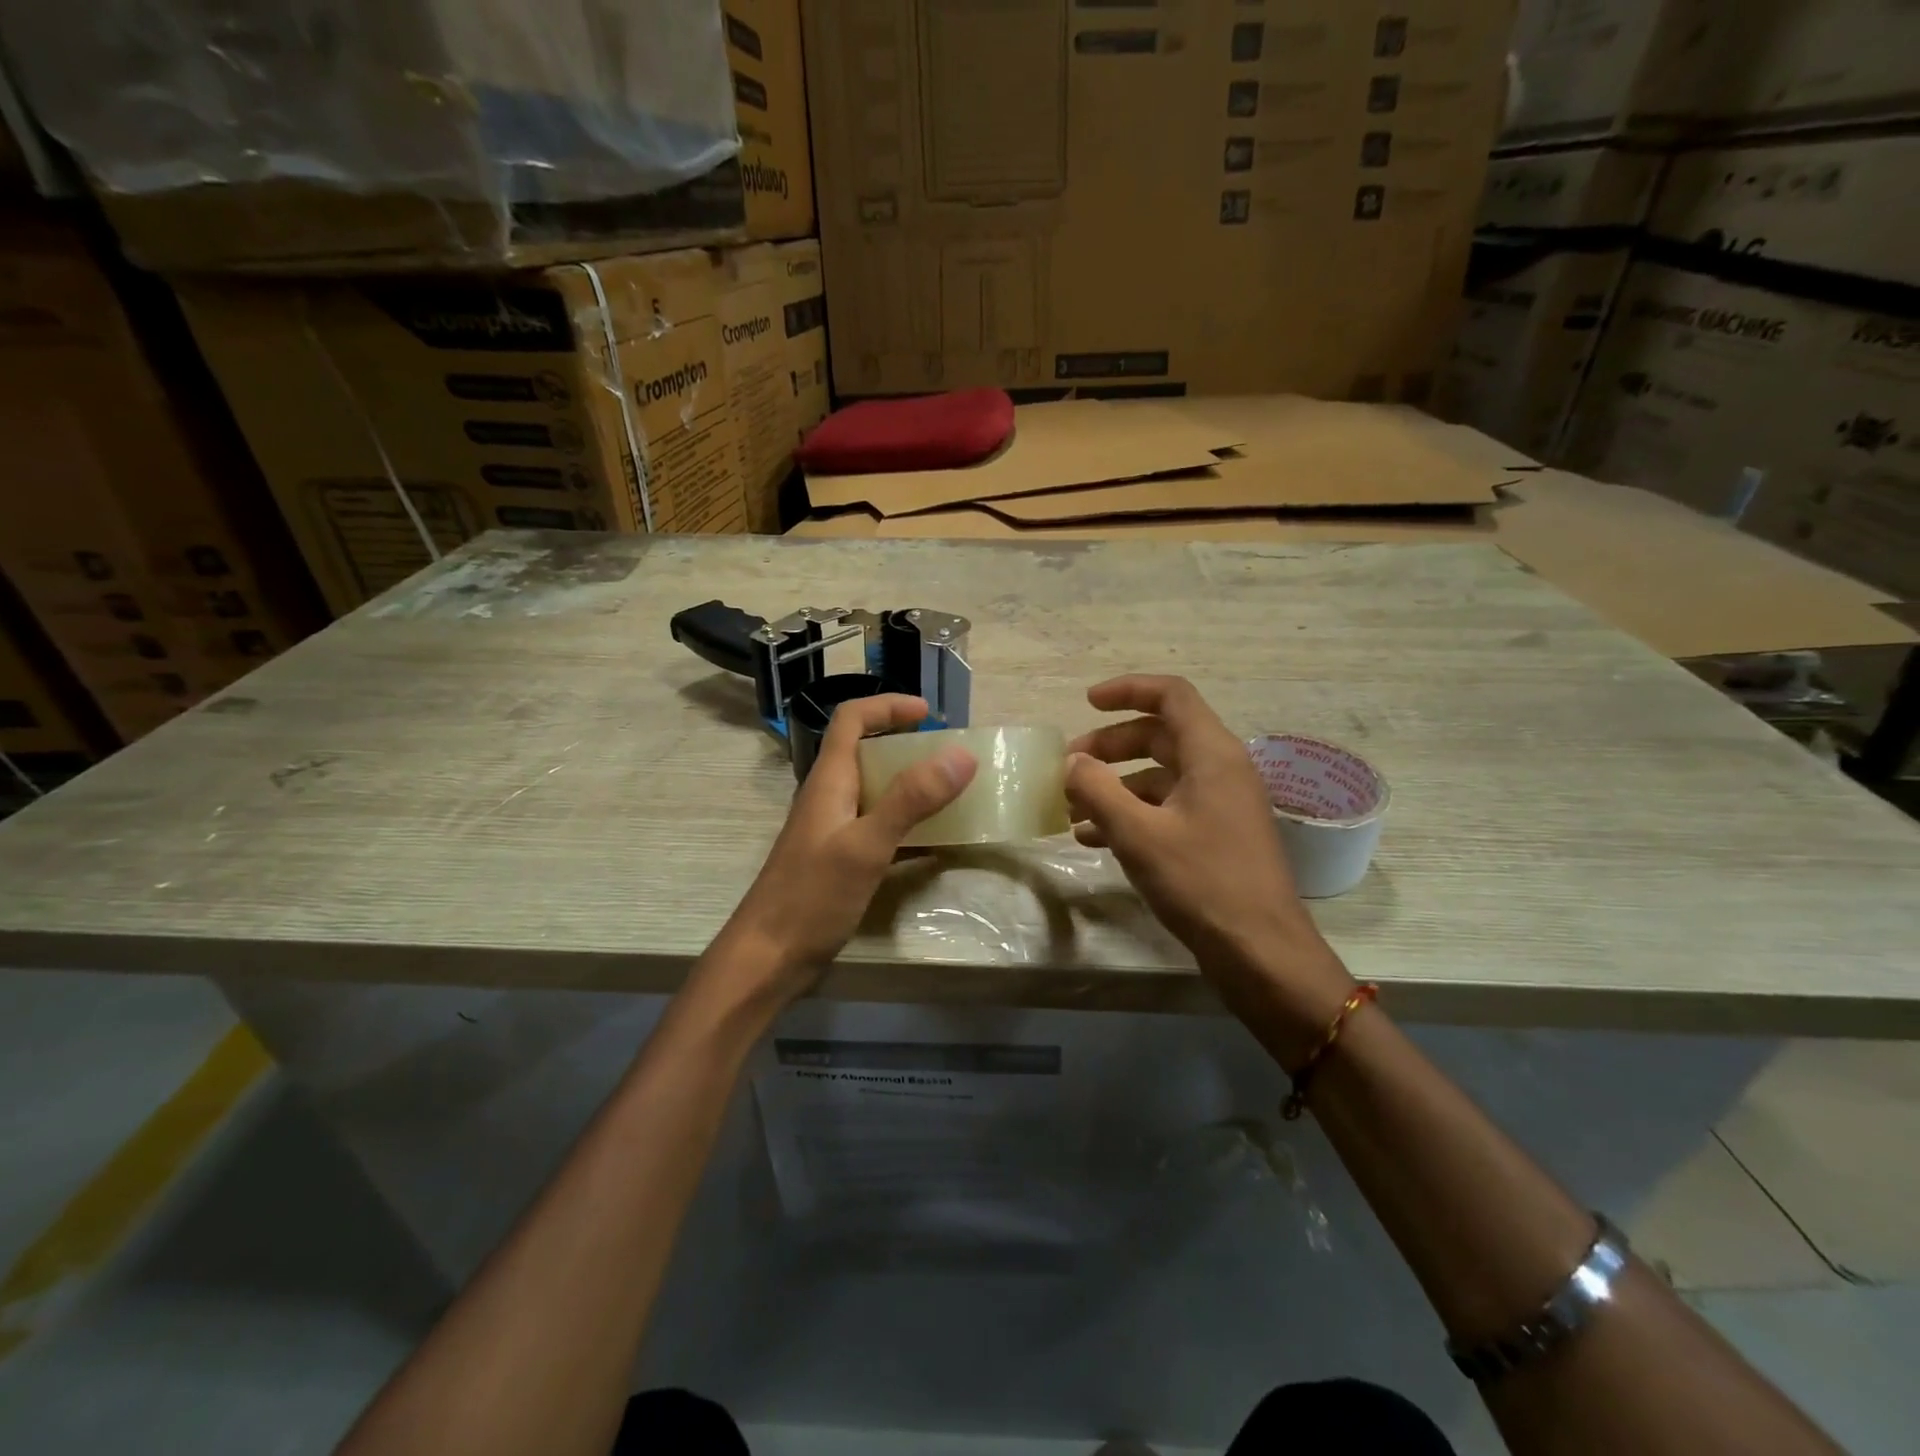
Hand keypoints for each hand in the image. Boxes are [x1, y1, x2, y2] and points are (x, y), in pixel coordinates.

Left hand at [714, 694, 977, 1005]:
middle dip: (907, 745)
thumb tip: (961, 754)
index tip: (929, 713)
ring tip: (951, 793)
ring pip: (875, 791)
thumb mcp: (866, 845)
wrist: (767, 959)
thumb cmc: (811, 896)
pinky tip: (935, 843)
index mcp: (829, 781)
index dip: (887, 706)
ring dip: (910, 785)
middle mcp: (830, 797)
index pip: (852, 720)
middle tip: (950, 756)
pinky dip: (907, 826)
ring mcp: (833, 831)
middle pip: (866, 752)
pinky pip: (879, 828)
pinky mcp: (840, 861)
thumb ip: (911, 799)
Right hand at [1066, 675, 1354, 1064]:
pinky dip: (1131, 814)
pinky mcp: (1217, 837)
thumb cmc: (1202, 883)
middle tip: (1069, 767)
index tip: (1086, 703)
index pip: (1171, 696)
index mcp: (1212, 755)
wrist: (1262, 953)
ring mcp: (1222, 805)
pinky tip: (1094, 839)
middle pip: (1160, 736)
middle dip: (1110, 746)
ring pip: (1160, 776)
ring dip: (1115, 785)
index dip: (1127, 689)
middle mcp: (1221, 770)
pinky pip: (1168, 809)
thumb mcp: (1139, 834)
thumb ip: (1098, 791)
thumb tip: (1072, 763)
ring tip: (1072, 809)